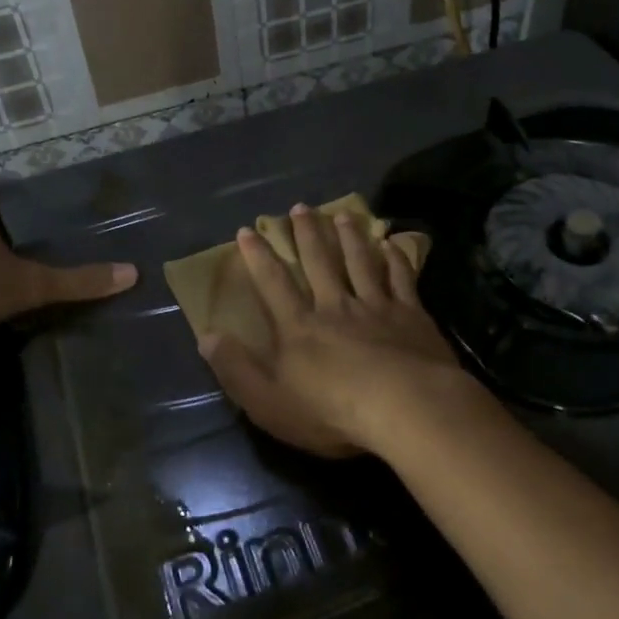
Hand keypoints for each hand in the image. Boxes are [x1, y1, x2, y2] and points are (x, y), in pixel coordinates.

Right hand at [198, 204, 465, 457]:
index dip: (258, 257)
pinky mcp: (411, 315)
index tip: (248, 230)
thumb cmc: (332, 412)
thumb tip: (207, 337)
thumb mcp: (269, 402)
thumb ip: (237, 369)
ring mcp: (376, 307)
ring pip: (360, 262)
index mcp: (300, 327)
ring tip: (343, 214)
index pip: (273, 284)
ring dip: (350, 237)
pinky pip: (401, 278)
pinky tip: (392, 244)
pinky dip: (395, 259)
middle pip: (319, 262)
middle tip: (300, 206)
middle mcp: (336, 307)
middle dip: (307, 233)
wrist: (406, 408)